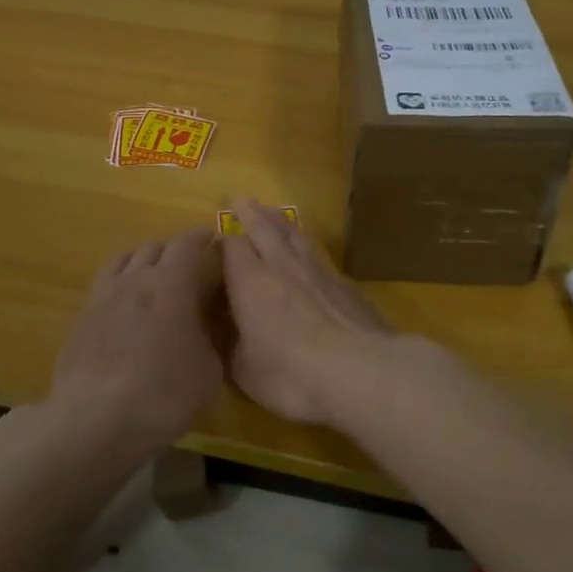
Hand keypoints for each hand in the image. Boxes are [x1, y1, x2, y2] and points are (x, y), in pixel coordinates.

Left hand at [47, 227, 224, 452]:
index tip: (216, 240)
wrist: (95, 421)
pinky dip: (120, 282)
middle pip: (155, 246)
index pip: (188, 243)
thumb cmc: (163, 394)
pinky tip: (125, 303)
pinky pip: (104, 284)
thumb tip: (208, 326)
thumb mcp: (209, 371)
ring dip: (144, 260)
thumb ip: (212, 338)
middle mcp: (135, 279)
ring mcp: (103, 296)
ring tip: (154, 274)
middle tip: (191, 263)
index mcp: (171, 284)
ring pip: (124, 259)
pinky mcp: (81, 317)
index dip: (203, 237)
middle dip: (176, 249)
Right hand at [219, 198, 397, 426]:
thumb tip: (224, 333)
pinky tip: (310, 256)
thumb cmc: (290, 373)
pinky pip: (319, 256)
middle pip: (263, 227)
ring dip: (280, 221)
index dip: (221, 240)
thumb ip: (231, 347)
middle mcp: (282, 266)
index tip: (214, 238)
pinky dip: (308, 248)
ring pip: (295, 235)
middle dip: (249, 212)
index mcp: (249, 281)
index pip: (230, 247)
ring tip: (272, 213)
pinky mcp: (345, 284)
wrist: (358, 370)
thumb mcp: (244, 371)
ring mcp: (318, 271)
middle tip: (239, 198)